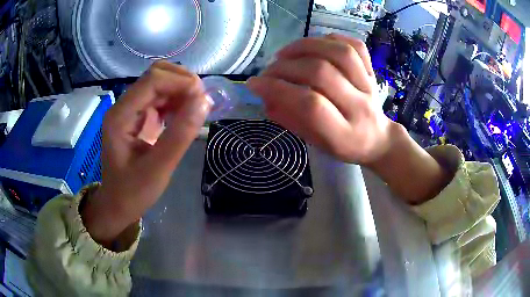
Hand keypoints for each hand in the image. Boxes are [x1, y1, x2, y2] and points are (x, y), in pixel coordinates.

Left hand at [82, 61, 211, 245]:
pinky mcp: (139, 117)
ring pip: (160, 84)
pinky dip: (177, 101)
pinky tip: (186, 115)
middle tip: (202, 102)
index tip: (203, 99)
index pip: (152, 80)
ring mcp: (131, 110)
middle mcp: (124, 106)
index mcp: (121, 115)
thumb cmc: (133, 192)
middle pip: (156, 75)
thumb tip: (205, 101)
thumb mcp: (158, 169)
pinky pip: (161, 98)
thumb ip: (180, 135)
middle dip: (182, 82)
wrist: (117, 204)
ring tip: (197, 110)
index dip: (180, 82)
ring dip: (181, 91)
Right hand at [248, 34, 393, 164]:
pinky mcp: (373, 72)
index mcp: (344, 135)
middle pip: (322, 73)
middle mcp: (359, 107)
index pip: (310, 105)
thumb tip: (264, 96)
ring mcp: (369, 86)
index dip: (278, 89)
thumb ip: (291, 120)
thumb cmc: (343, 145)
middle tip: (268, 71)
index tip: (254, 84)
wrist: (377, 139)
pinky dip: (331, 39)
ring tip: (285, 53)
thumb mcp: (315, 143)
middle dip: (286, 67)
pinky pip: (355, 46)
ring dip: (305, 46)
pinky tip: (314, 44)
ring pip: (339, 53)